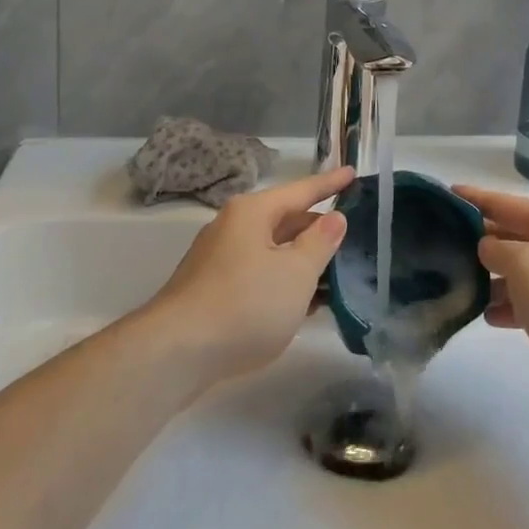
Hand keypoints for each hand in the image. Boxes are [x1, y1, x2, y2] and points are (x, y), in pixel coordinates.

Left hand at [145, 165, 353, 385]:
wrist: (175, 355)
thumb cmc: (244, 304)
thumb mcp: (296, 273)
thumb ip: (320, 243)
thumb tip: (334, 218)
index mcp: (252, 212)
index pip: (301, 190)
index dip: (330, 184)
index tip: (353, 173)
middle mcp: (233, 228)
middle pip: (285, 221)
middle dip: (317, 230)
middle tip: (352, 236)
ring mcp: (219, 261)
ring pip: (272, 252)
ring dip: (302, 262)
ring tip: (337, 274)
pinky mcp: (212, 292)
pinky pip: (259, 277)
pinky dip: (283, 284)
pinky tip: (303, 305)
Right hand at [456, 184, 528, 408]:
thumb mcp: (527, 266)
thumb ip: (498, 249)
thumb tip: (487, 247)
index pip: (506, 202)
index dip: (475, 197)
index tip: (444, 193)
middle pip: (513, 233)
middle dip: (479, 238)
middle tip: (440, 243)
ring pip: (521, 269)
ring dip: (492, 276)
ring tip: (457, 284)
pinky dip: (511, 304)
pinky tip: (488, 317)